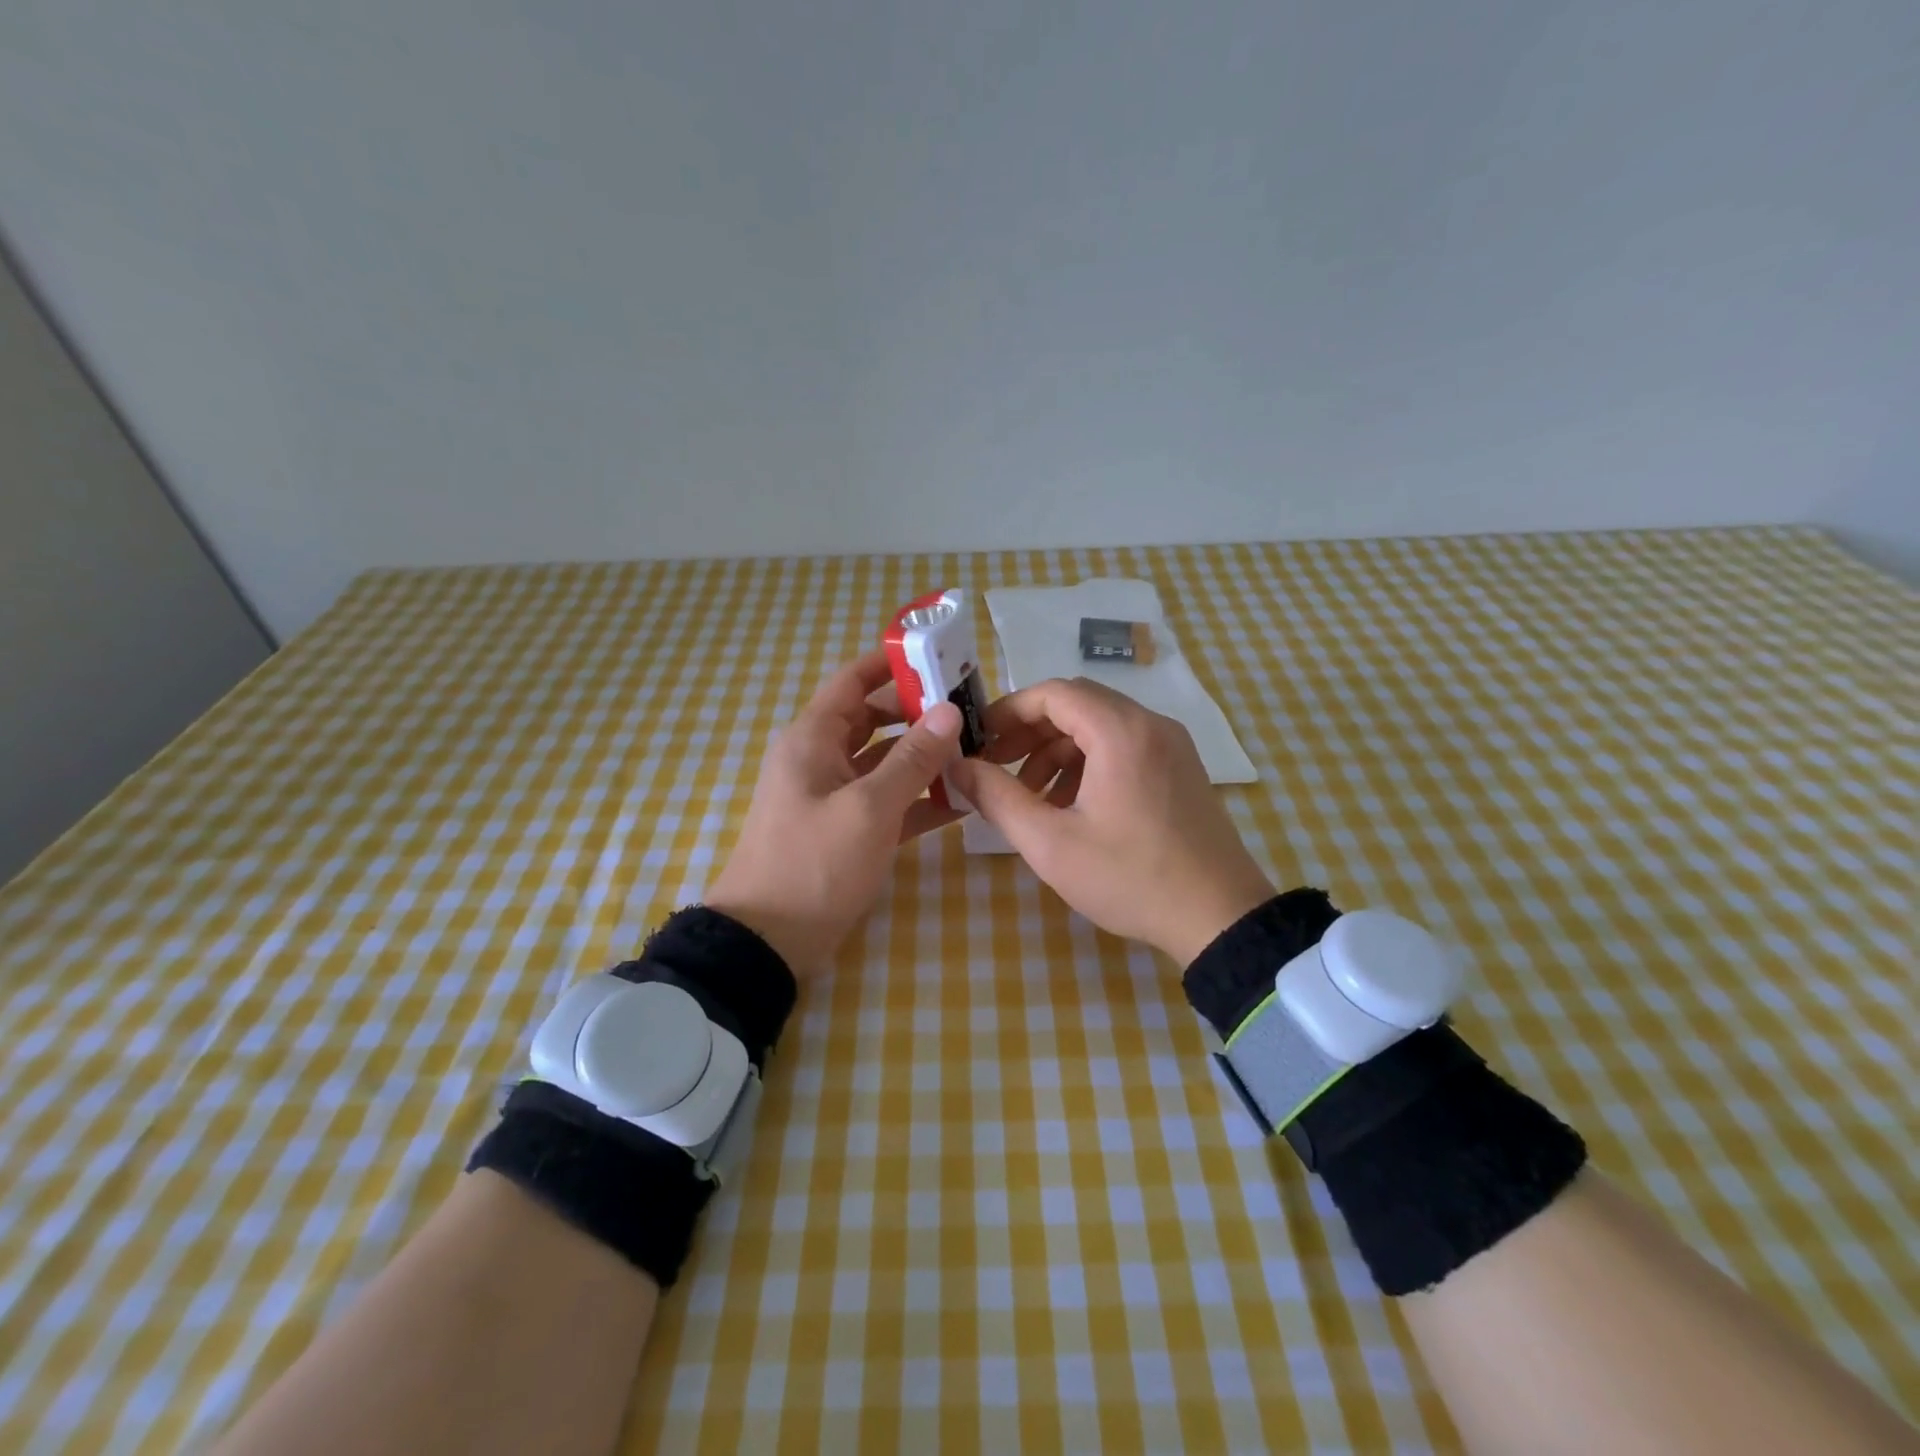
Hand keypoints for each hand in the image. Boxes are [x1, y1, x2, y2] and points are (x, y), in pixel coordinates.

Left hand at [707, 650, 964, 975]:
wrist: (768, 940)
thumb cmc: (814, 863)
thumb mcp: (869, 808)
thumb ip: (912, 759)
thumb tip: (950, 712)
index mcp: (813, 739)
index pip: (852, 681)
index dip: (891, 664)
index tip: (939, 657)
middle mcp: (821, 758)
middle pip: (874, 719)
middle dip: (919, 712)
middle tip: (971, 710)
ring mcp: (833, 796)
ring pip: (884, 762)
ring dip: (923, 758)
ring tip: (975, 752)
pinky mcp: (845, 830)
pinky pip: (886, 801)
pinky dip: (917, 798)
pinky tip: (959, 802)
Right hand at [949, 677, 1273, 964]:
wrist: (1220, 917)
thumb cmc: (1130, 878)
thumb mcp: (1051, 844)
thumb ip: (998, 798)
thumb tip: (957, 766)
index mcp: (1120, 732)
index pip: (1053, 693)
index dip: (1009, 711)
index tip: (980, 741)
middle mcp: (1150, 724)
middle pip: (1077, 704)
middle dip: (1031, 731)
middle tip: (998, 767)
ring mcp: (1172, 745)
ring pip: (1100, 726)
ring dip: (1058, 750)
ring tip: (1033, 797)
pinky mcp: (1181, 767)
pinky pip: (1125, 746)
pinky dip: (1089, 762)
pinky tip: (1073, 806)